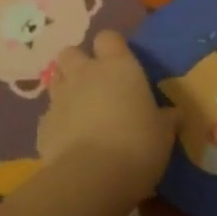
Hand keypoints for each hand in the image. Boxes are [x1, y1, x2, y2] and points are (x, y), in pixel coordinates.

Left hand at [36, 29, 176, 198]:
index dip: (112, 47)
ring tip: (81, 110)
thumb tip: (174, 114)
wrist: (92, 178)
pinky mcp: (42, 126)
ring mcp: (60, 99)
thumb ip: (167, 119)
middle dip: (79, 63)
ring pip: (55, 79)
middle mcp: (85, 74)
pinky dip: (57, 123)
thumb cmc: (138, 145)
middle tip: (95, 85)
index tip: (120, 63)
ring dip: (66, 89)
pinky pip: (49, 115)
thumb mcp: (164, 133)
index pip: (108, 38)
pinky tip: (70, 140)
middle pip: (71, 52)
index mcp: (119, 67)